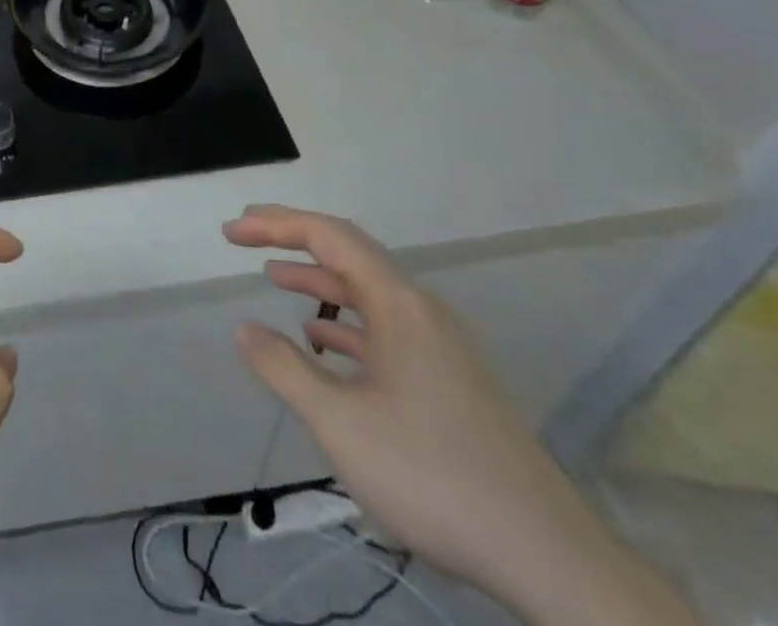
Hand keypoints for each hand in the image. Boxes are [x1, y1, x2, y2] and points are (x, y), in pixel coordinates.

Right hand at [225, 205, 696, 625]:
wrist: (545, 554)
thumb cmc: (432, 474)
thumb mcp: (341, 423)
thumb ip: (285, 370)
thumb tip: (245, 329)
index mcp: (397, 302)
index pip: (328, 236)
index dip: (275, 225)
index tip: (232, 231)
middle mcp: (420, 309)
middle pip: (349, 254)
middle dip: (294, 242)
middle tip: (246, 237)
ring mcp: (439, 345)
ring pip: (367, 294)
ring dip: (319, 281)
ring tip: (274, 279)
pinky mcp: (448, 379)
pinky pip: (384, 329)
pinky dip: (346, 325)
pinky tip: (323, 343)